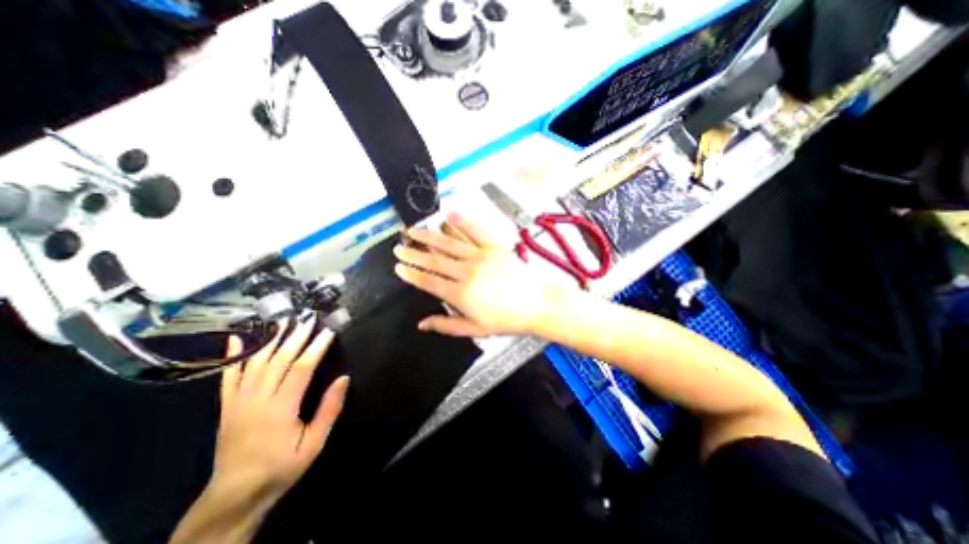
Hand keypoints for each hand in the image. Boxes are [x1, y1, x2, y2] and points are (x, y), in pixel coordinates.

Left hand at [213, 318, 352, 506]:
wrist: (235, 494)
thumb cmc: (282, 467)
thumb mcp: (314, 444)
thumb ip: (329, 410)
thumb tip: (344, 378)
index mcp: (280, 408)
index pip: (301, 368)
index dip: (316, 347)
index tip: (328, 331)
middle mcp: (257, 399)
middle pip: (278, 360)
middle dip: (296, 336)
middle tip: (308, 318)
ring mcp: (238, 401)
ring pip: (254, 362)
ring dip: (270, 339)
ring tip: (283, 320)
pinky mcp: (226, 406)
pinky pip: (228, 376)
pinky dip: (233, 356)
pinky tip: (235, 338)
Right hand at [393, 210, 569, 334]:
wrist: (538, 303)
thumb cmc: (508, 319)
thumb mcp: (476, 329)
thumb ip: (447, 325)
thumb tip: (422, 324)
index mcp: (461, 294)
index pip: (429, 281)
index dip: (412, 274)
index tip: (399, 266)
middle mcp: (467, 272)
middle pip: (434, 260)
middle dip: (414, 253)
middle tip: (399, 246)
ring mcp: (481, 257)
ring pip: (449, 244)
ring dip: (429, 236)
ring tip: (414, 230)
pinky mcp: (494, 247)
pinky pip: (474, 232)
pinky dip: (461, 222)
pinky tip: (449, 215)